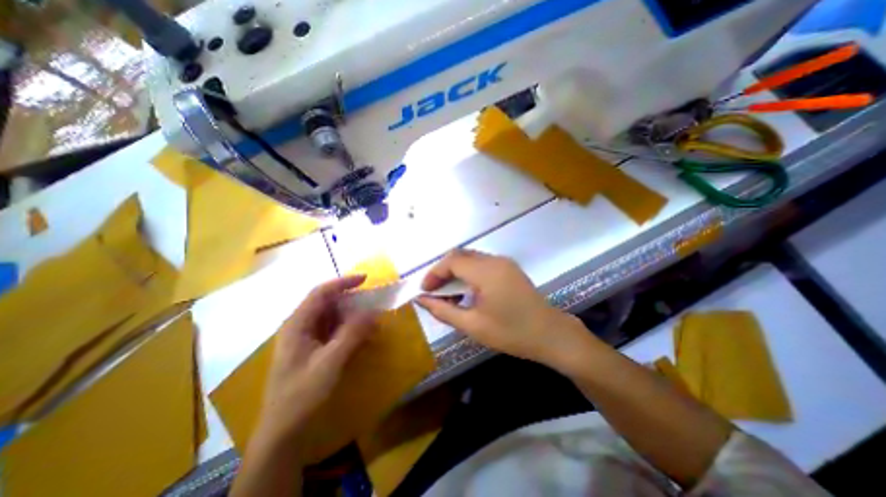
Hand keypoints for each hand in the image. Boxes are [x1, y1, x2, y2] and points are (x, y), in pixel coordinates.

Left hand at [256, 276, 380, 442]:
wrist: (283, 432)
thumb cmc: (302, 394)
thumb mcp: (330, 361)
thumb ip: (352, 333)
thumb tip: (374, 310)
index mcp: (297, 324)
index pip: (321, 292)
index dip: (343, 282)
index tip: (365, 279)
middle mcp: (300, 326)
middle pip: (327, 302)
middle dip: (351, 299)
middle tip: (373, 301)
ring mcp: (305, 338)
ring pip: (331, 316)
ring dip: (352, 315)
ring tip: (371, 320)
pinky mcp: (312, 349)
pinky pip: (333, 331)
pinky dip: (349, 329)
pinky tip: (362, 336)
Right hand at [417, 253, 594, 369]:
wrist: (551, 335)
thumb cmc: (511, 333)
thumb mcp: (473, 325)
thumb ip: (443, 310)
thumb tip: (421, 300)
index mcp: (486, 272)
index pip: (452, 261)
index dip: (434, 273)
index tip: (424, 291)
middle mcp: (495, 260)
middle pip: (460, 255)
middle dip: (443, 271)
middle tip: (434, 292)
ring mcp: (504, 262)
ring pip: (470, 258)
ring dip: (456, 272)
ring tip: (449, 295)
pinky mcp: (509, 268)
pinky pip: (482, 263)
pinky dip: (468, 273)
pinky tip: (468, 292)